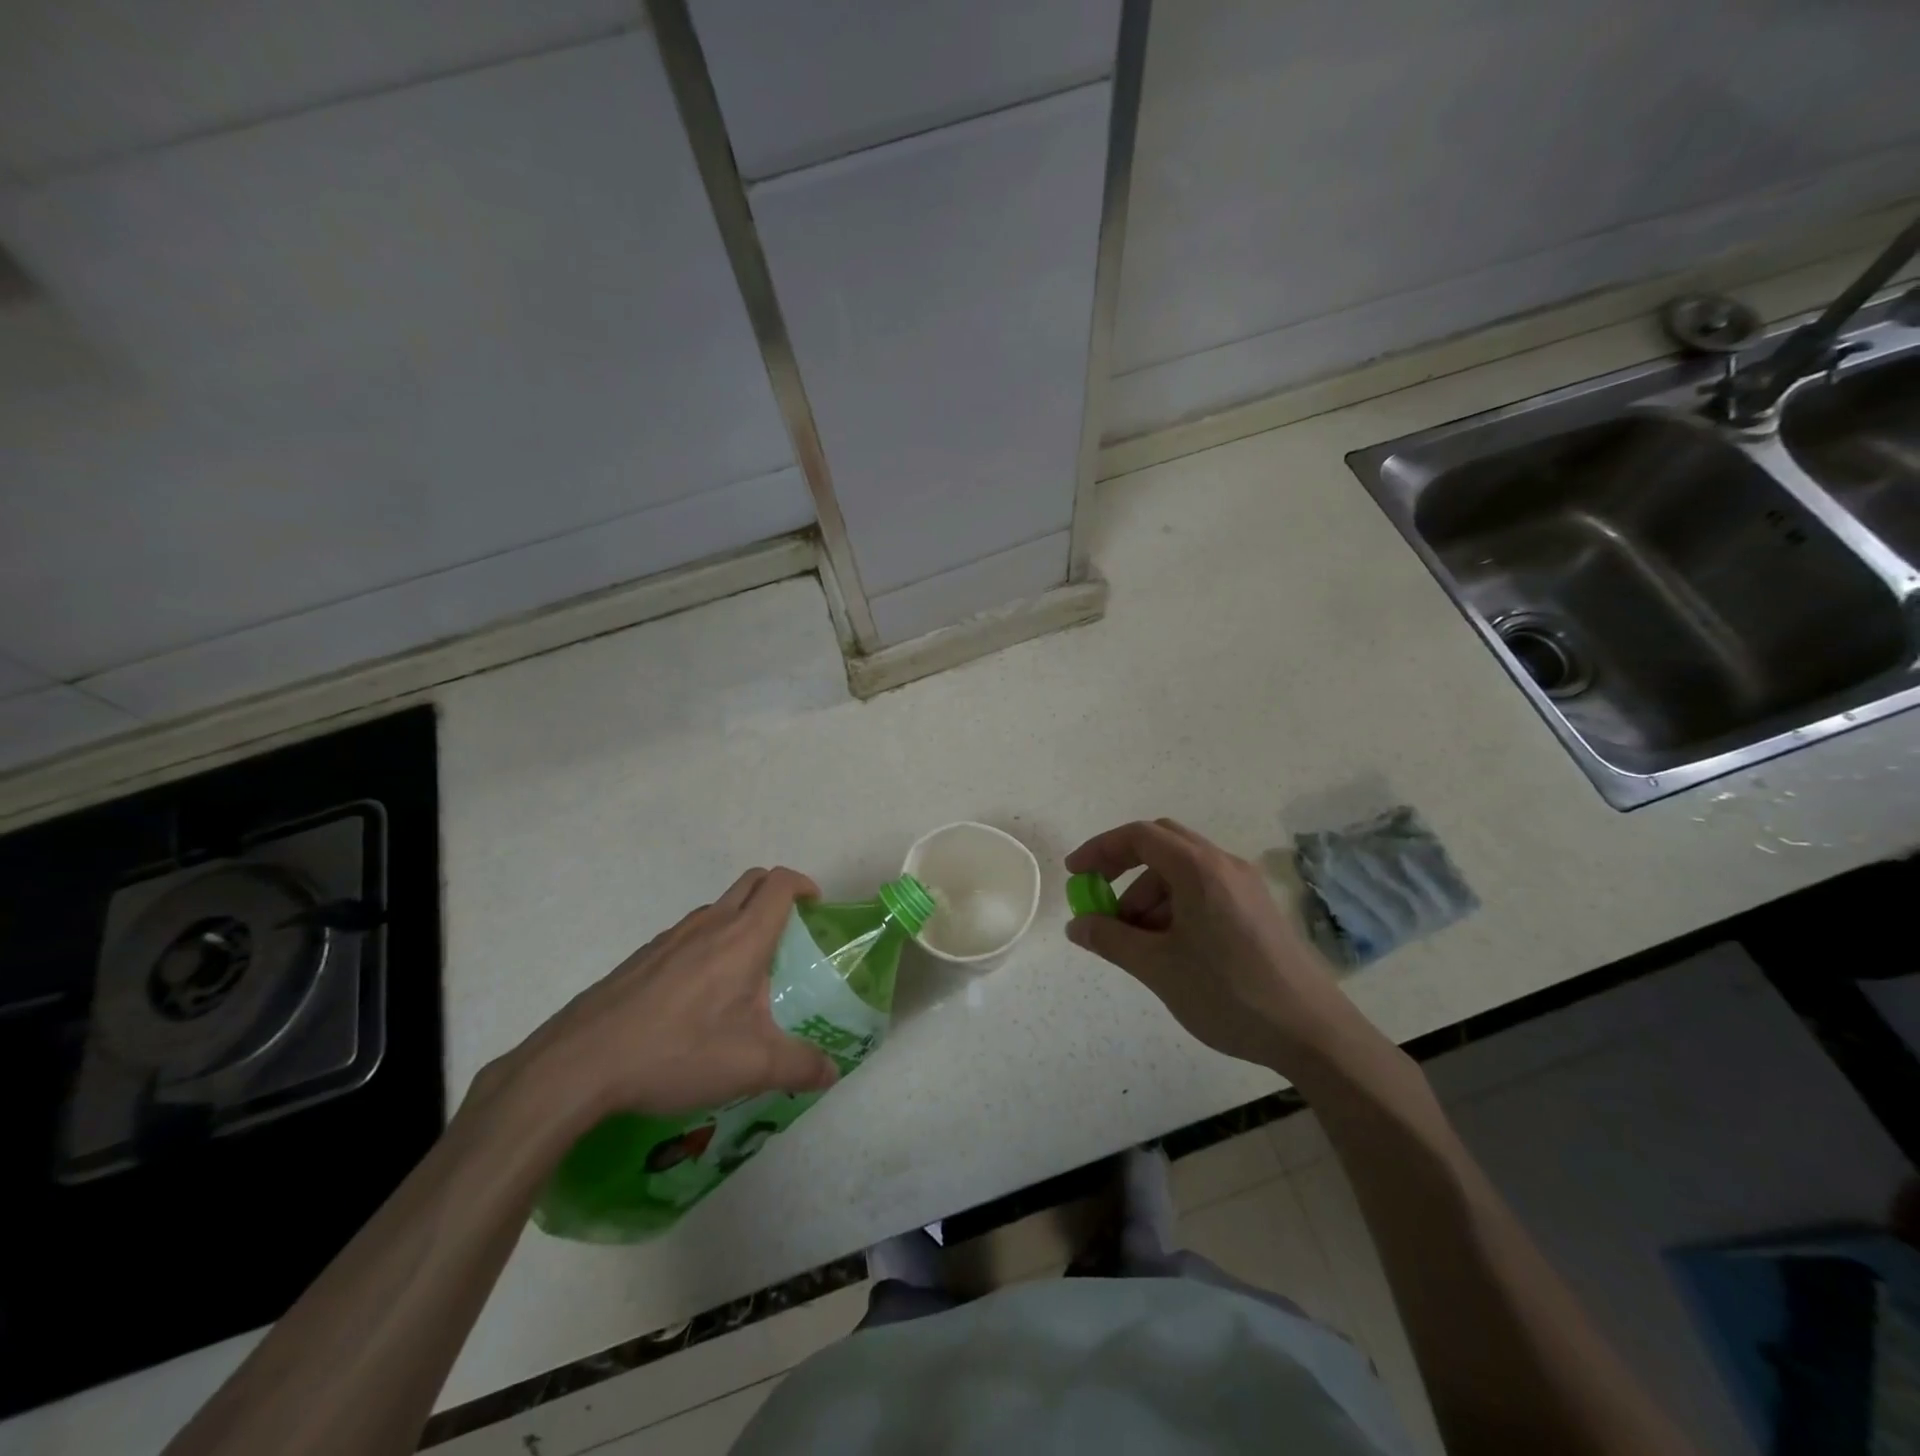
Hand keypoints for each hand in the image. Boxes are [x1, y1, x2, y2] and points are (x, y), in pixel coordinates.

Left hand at [498, 867, 838, 1126]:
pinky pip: (687, 936)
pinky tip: (698, 1000)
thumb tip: (831, 1072)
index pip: (779, 884)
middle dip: (776, 894)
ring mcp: (670, 938)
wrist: (579, 1064)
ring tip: (745, 973)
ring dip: (739, 921)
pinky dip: (706, 946)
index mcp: (742, 937)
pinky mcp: (641, 959)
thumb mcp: (750, 1067)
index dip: (803, 885)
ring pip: (716, 909)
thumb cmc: (677, 1052)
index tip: (815, 908)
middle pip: (751, 883)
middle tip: (789, 933)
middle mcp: (708, 924)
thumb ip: (799, 1067)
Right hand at [1065, 819, 1367, 1073]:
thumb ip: (1111, 939)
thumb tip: (1078, 925)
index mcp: (1199, 869)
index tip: (1075, 874)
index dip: (1101, 849)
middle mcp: (1224, 865)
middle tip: (1100, 900)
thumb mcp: (1158, 968)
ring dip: (1148, 894)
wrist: (1313, 1033)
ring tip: (1135, 941)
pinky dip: (1175, 905)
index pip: (1139, 836)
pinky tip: (1170, 947)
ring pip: (1182, 871)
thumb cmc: (1229, 993)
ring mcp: (1245, 886)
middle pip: (1162, 844)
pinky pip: (1204, 889)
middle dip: (1123, 868)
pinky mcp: (1256, 909)